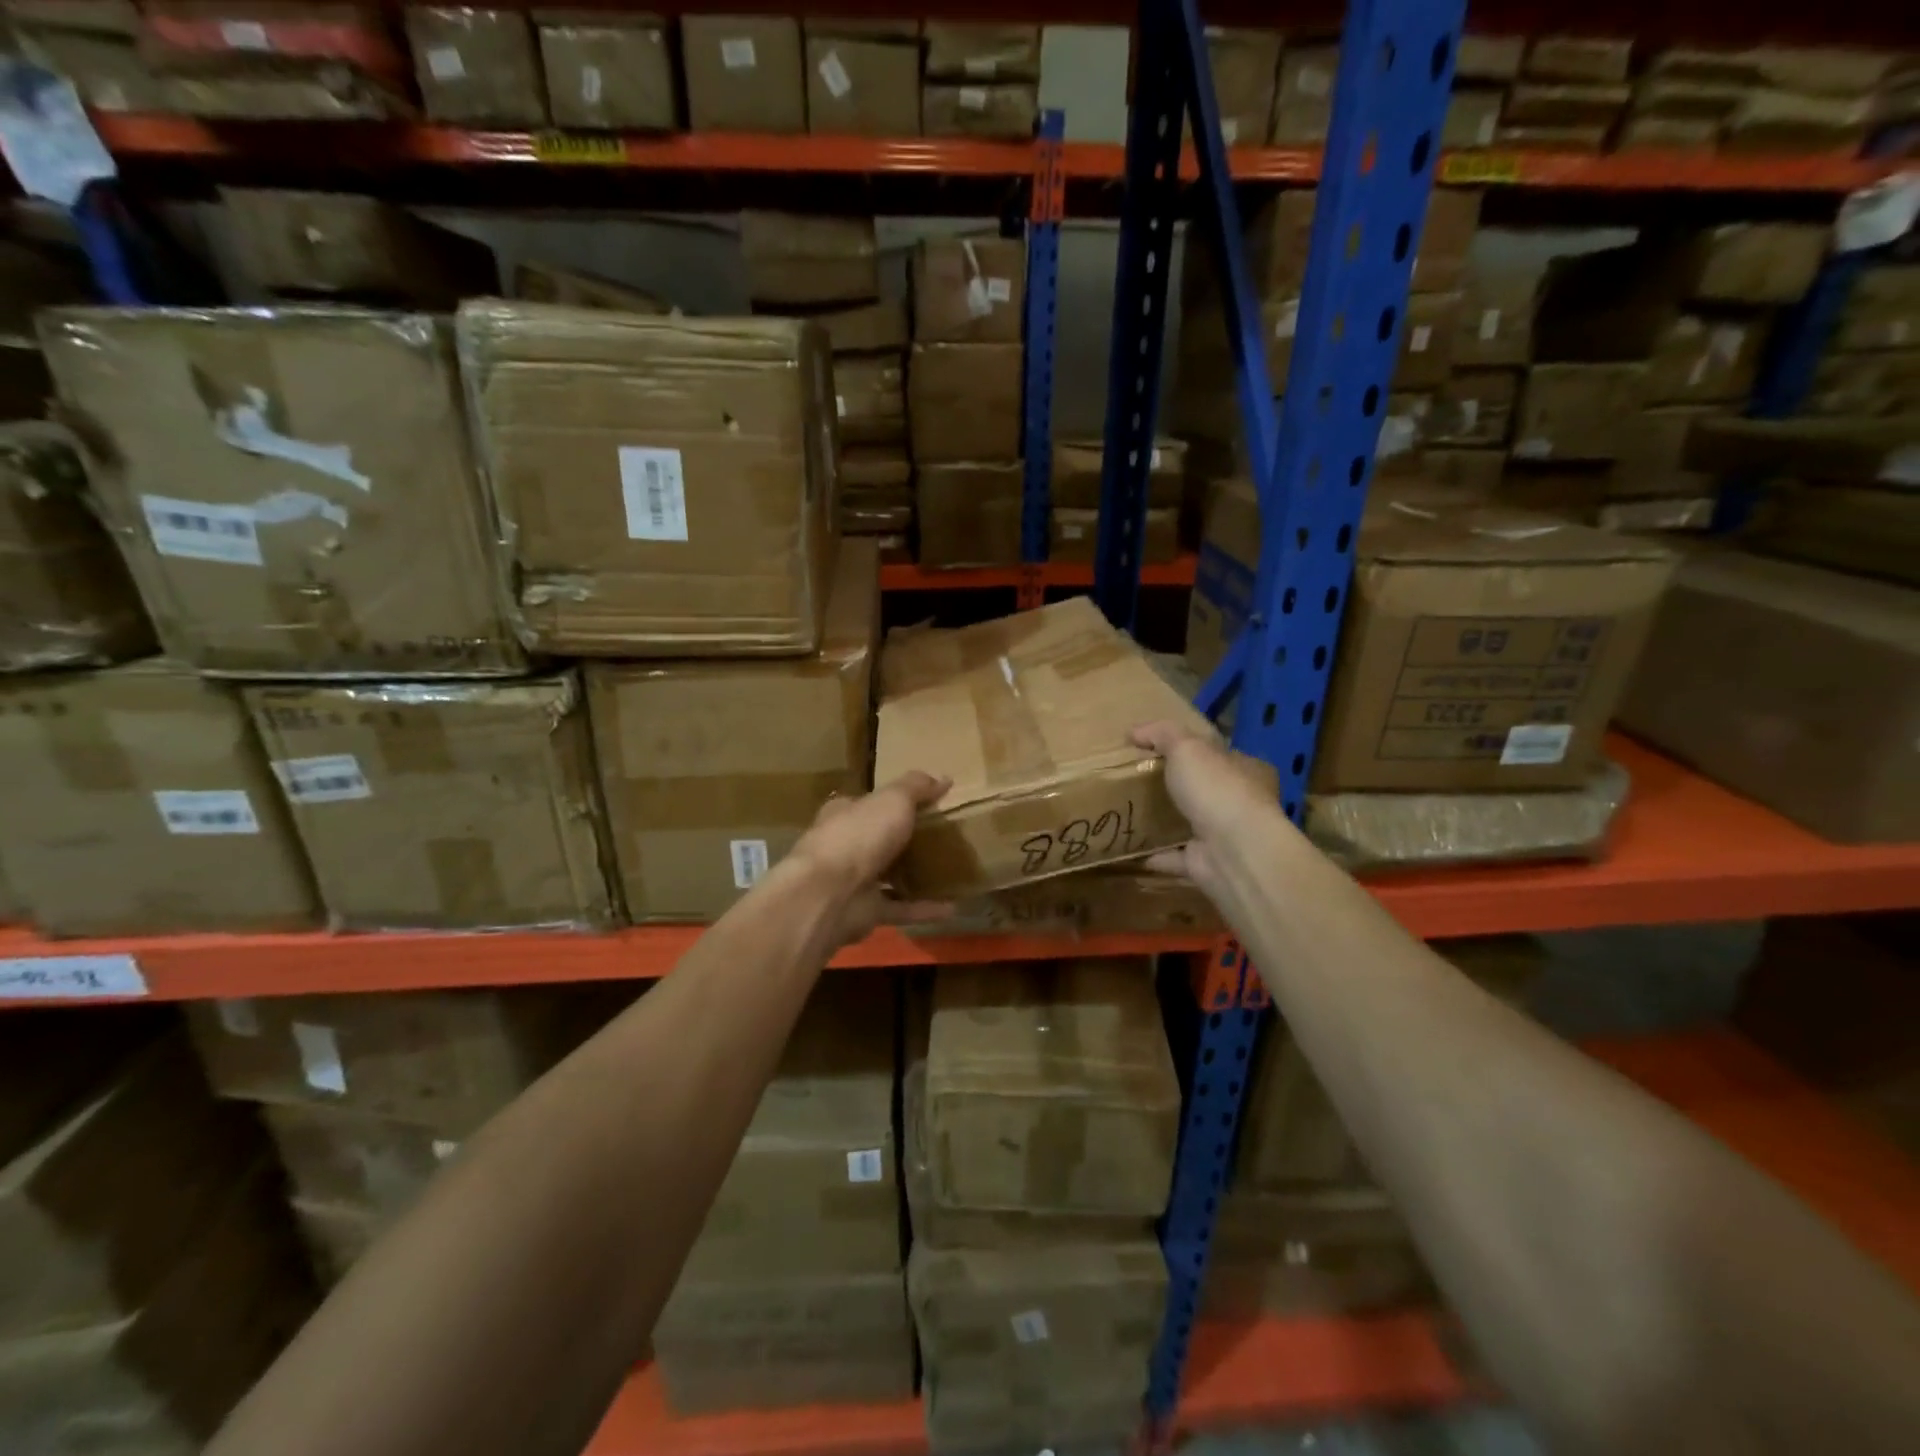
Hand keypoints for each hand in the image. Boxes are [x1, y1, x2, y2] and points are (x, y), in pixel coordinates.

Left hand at [786, 770, 955, 945]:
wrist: (828, 895)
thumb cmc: (858, 836)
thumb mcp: (893, 800)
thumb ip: (916, 788)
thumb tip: (944, 778)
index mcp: (845, 814)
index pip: (868, 804)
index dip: (894, 802)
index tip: (925, 804)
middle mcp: (845, 846)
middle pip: (879, 840)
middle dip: (906, 840)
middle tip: (945, 838)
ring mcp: (852, 882)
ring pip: (889, 877)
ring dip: (915, 876)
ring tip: (950, 873)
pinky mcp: (864, 912)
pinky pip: (900, 908)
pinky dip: (923, 909)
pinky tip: (952, 907)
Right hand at [1131, 721, 1284, 895]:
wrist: (1234, 851)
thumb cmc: (1217, 789)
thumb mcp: (1187, 747)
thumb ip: (1162, 734)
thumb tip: (1133, 732)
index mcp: (1246, 770)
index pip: (1221, 754)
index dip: (1195, 749)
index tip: (1161, 750)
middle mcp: (1241, 804)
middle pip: (1207, 790)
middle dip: (1180, 787)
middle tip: (1142, 780)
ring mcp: (1225, 837)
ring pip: (1193, 825)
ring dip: (1168, 822)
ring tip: (1132, 814)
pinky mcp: (1207, 864)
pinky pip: (1176, 858)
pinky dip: (1157, 855)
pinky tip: (1132, 850)